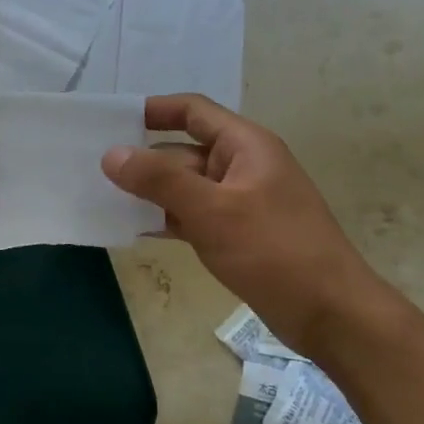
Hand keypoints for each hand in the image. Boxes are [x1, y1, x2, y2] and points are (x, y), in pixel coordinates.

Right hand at [101, 94, 393, 354]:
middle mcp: (242, 166)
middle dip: (142, 159)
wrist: (329, 313)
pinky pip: (193, 215)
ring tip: (103, 198)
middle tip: (93, 168)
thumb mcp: (212, 210)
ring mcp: (240, 202)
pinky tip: (134, 229)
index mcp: (246, 146)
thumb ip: (160, 180)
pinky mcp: (237, 234)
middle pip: (183, 151)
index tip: (111, 121)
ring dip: (150, 192)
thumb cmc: (273, 250)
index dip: (153, 110)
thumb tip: (111, 154)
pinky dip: (166, 219)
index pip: (193, 112)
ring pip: (185, 187)